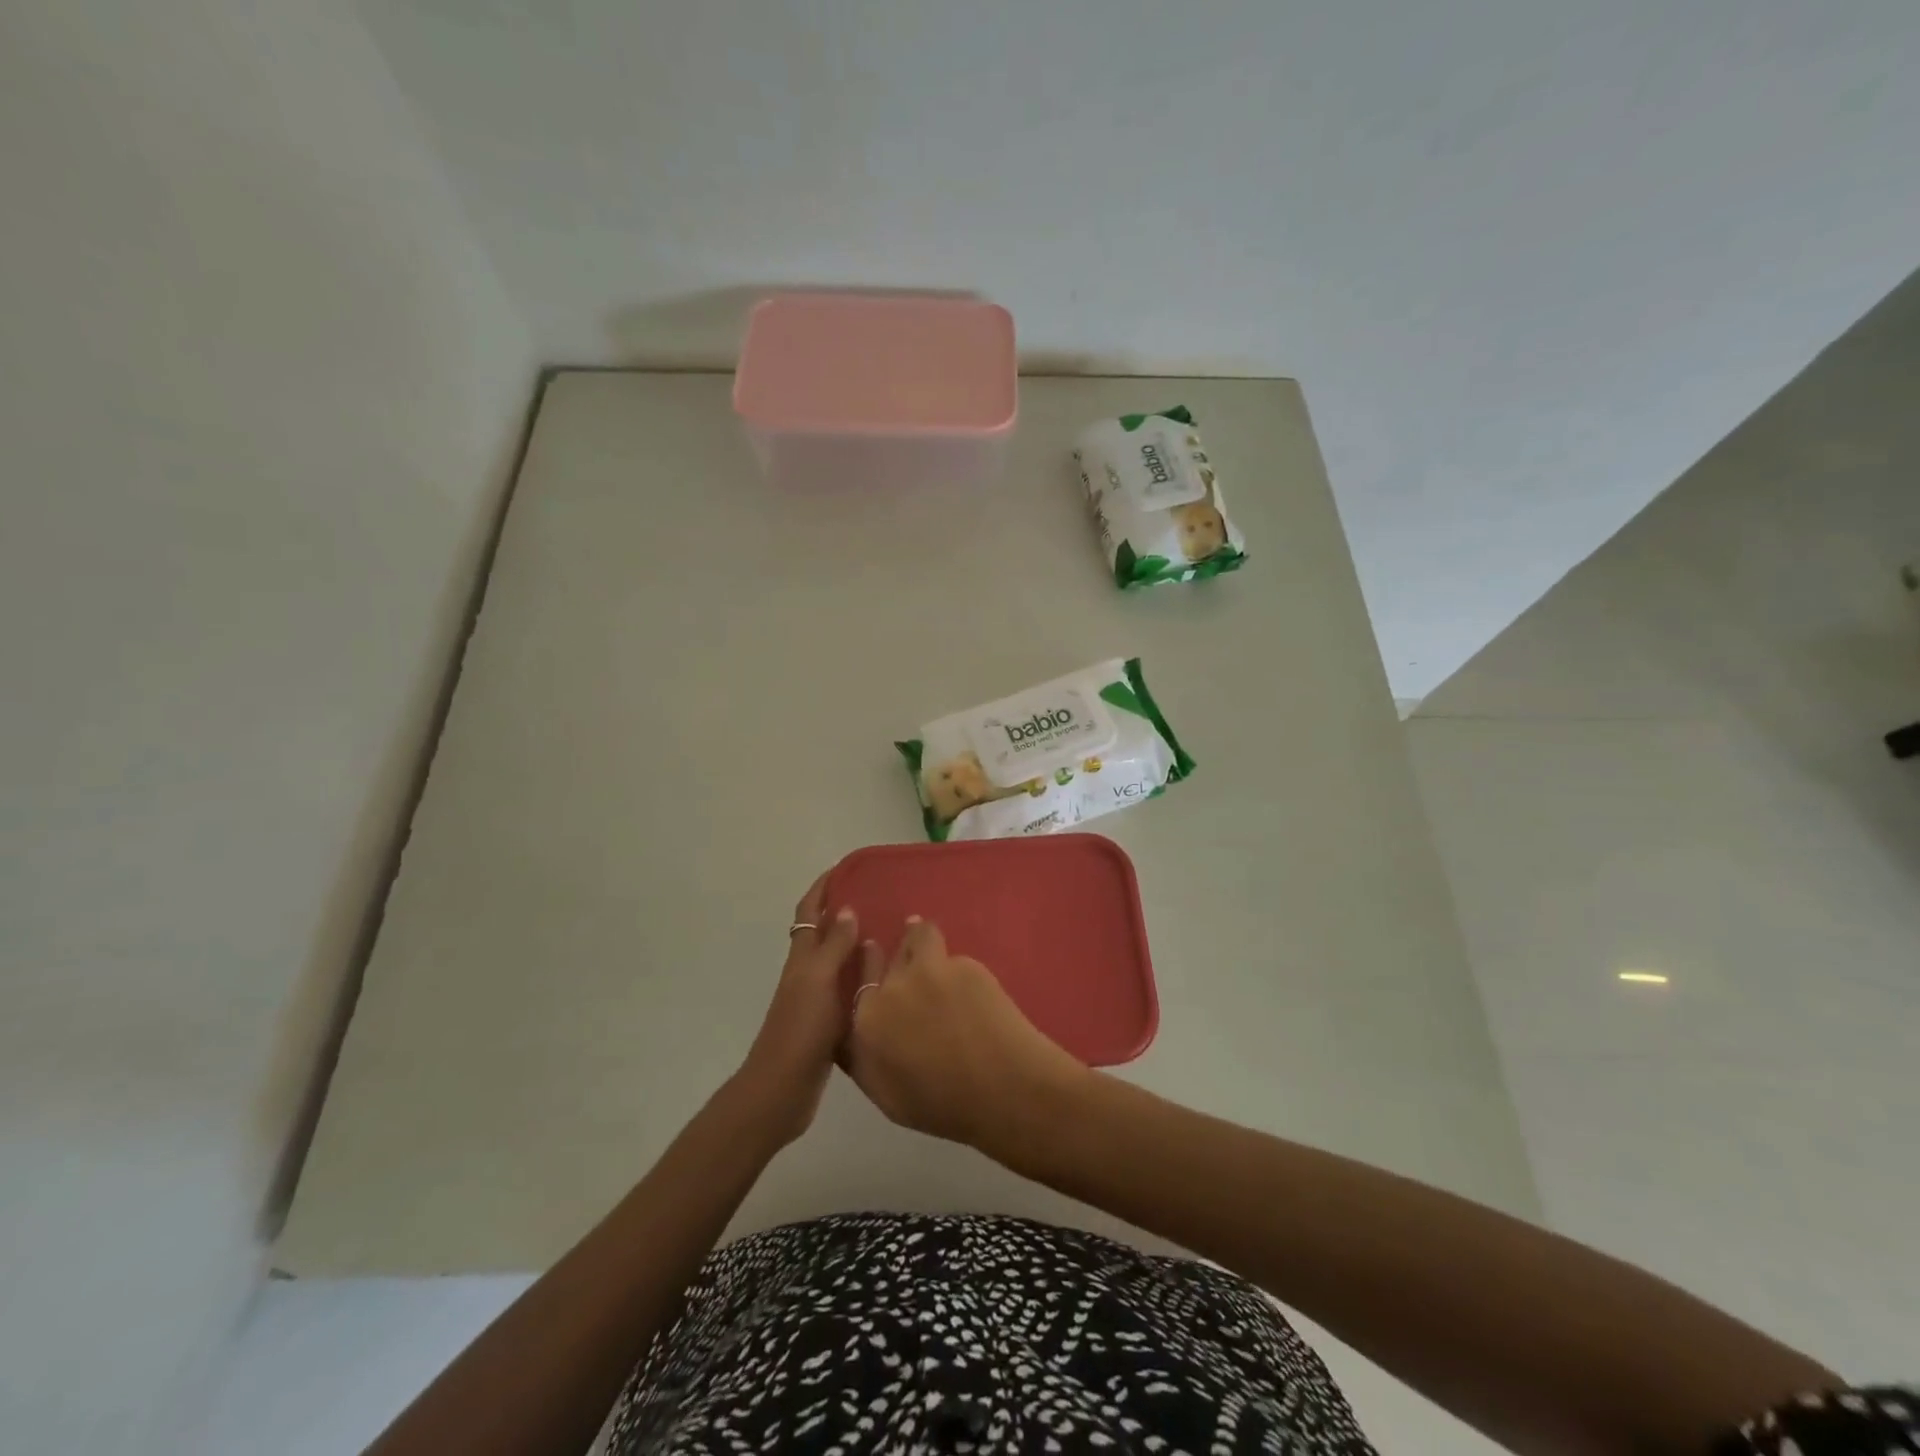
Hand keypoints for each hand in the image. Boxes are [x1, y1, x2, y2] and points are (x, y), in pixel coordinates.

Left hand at [736, 873, 862, 1146]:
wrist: (782, 1090)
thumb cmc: (799, 1030)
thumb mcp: (818, 981)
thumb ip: (834, 946)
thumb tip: (847, 909)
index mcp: (802, 959)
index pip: (810, 912)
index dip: (823, 888)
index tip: (846, 868)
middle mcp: (808, 974)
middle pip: (824, 934)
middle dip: (846, 912)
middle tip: (881, 899)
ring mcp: (817, 1000)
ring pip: (839, 962)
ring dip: (859, 946)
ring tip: (893, 935)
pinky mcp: (829, 1025)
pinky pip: (850, 991)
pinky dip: (865, 980)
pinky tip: (889, 983)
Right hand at [844, 917, 1087, 1154]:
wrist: (1001, 1089)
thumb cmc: (941, 1105)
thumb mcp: (885, 1094)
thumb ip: (864, 1056)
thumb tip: (859, 1032)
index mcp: (867, 1021)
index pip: (858, 979)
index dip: (868, 965)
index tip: (873, 953)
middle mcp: (892, 987)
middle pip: (888, 955)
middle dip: (896, 952)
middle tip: (909, 958)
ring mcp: (930, 970)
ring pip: (919, 936)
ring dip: (922, 937)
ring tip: (932, 943)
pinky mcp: (965, 965)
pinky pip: (954, 957)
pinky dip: (958, 968)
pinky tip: (972, 988)